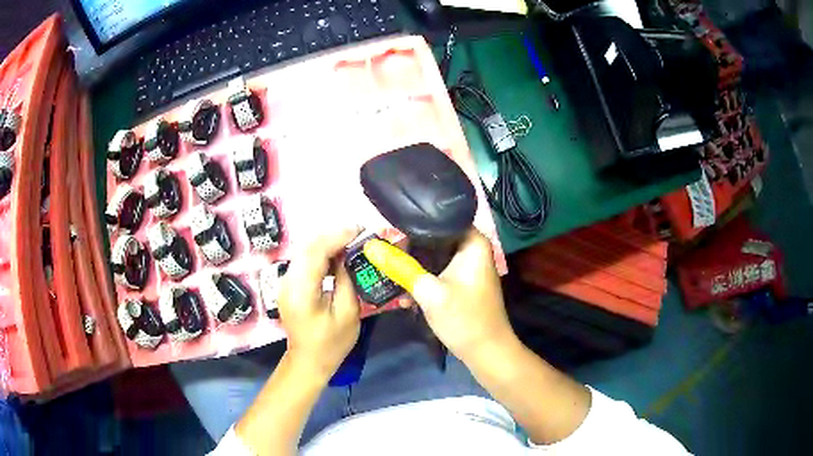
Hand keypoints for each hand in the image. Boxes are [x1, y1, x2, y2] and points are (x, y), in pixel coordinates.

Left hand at [277, 227, 361, 379]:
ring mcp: (284, 282)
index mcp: (302, 291)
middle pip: (307, 247)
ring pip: (304, 251)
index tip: (360, 230)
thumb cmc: (331, 344)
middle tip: (358, 235)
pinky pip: (303, 261)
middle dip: (333, 236)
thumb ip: (347, 280)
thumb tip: (349, 255)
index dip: (338, 237)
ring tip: (350, 244)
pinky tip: (336, 258)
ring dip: (327, 243)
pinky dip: (320, 254)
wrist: (308, 361)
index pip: (316, 252)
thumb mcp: (348, 313)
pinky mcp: (287, 285)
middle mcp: (288, 282)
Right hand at [364, 228, 517, 365]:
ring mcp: (467, 266)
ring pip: (433, 257)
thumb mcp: (428, 292)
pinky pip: (437, 272)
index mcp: (473, 242)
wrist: (486, 353)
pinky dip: (422, 281)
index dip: (412, 224)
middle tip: (383, 255)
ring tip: (391, 278)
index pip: (439, 218)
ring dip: (413, 268)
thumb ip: (399, 267)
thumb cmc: (464, 318)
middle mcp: (472, 248)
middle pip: (433, 238)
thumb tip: (370, 246)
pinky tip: (405, 296)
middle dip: (408, 249)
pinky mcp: (461, 281)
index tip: (387, 233)